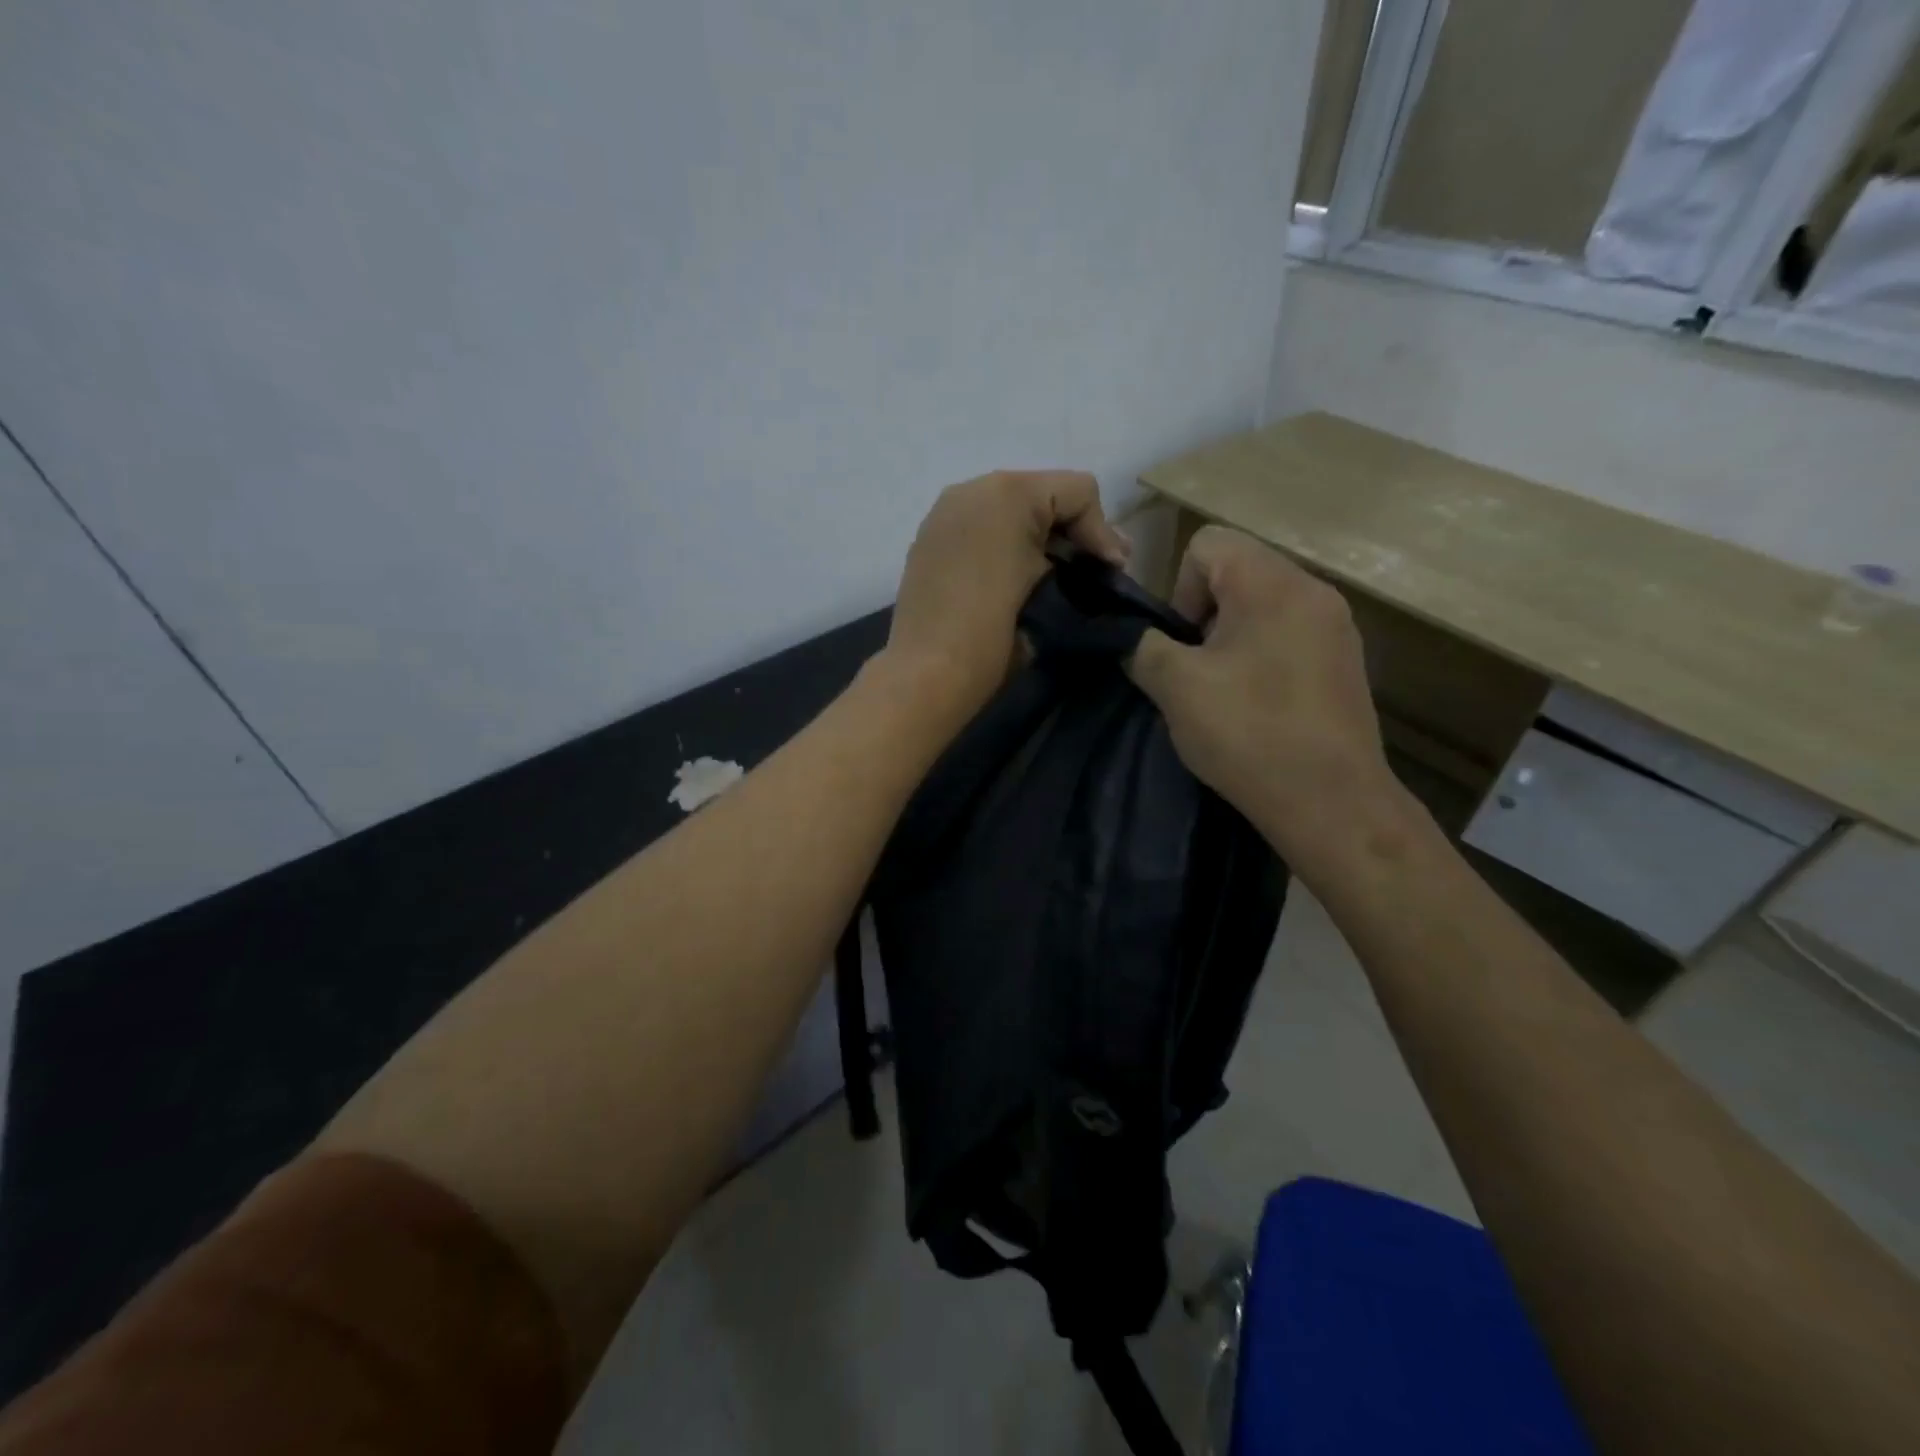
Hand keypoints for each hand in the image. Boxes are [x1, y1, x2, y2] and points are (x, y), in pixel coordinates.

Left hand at [887, 470, 1129, 712]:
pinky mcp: (929, 541)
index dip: (1102, 531)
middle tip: (1097, 570)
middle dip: (1073, 531)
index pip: (1078, 492)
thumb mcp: (1049, 589)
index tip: (1111, 572)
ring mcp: (945, 514)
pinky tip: (1015, 579)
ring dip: (1039, 538)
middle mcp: (972, 490)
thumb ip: (1077, 561)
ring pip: (1010, 510)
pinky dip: (1005, 545)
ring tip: (1058, 575)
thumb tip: (1098, 560)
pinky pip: (981, 528)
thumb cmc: (994, 633)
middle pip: (1043, 495)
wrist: (928, 673)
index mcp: (1008, 493)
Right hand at [1127, 526, 1404, 872]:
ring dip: (1233, 638)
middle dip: (1205, 615)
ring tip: (1226, 691)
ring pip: (1264, 606)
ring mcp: (1337, 626)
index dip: (1180, 589)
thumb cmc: (1248, 733)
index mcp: (1272, 584)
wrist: (1330, 800)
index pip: (1208, 543)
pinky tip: (1260, 706)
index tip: (1183, 644)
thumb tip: (1133, 638)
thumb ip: (1143, 647)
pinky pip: (1291, 635)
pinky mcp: (1346, 661)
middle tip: (1198, 671)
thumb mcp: (1175, 687)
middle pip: (1239, 572)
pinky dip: (1264, 656)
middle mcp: (1313, 590)